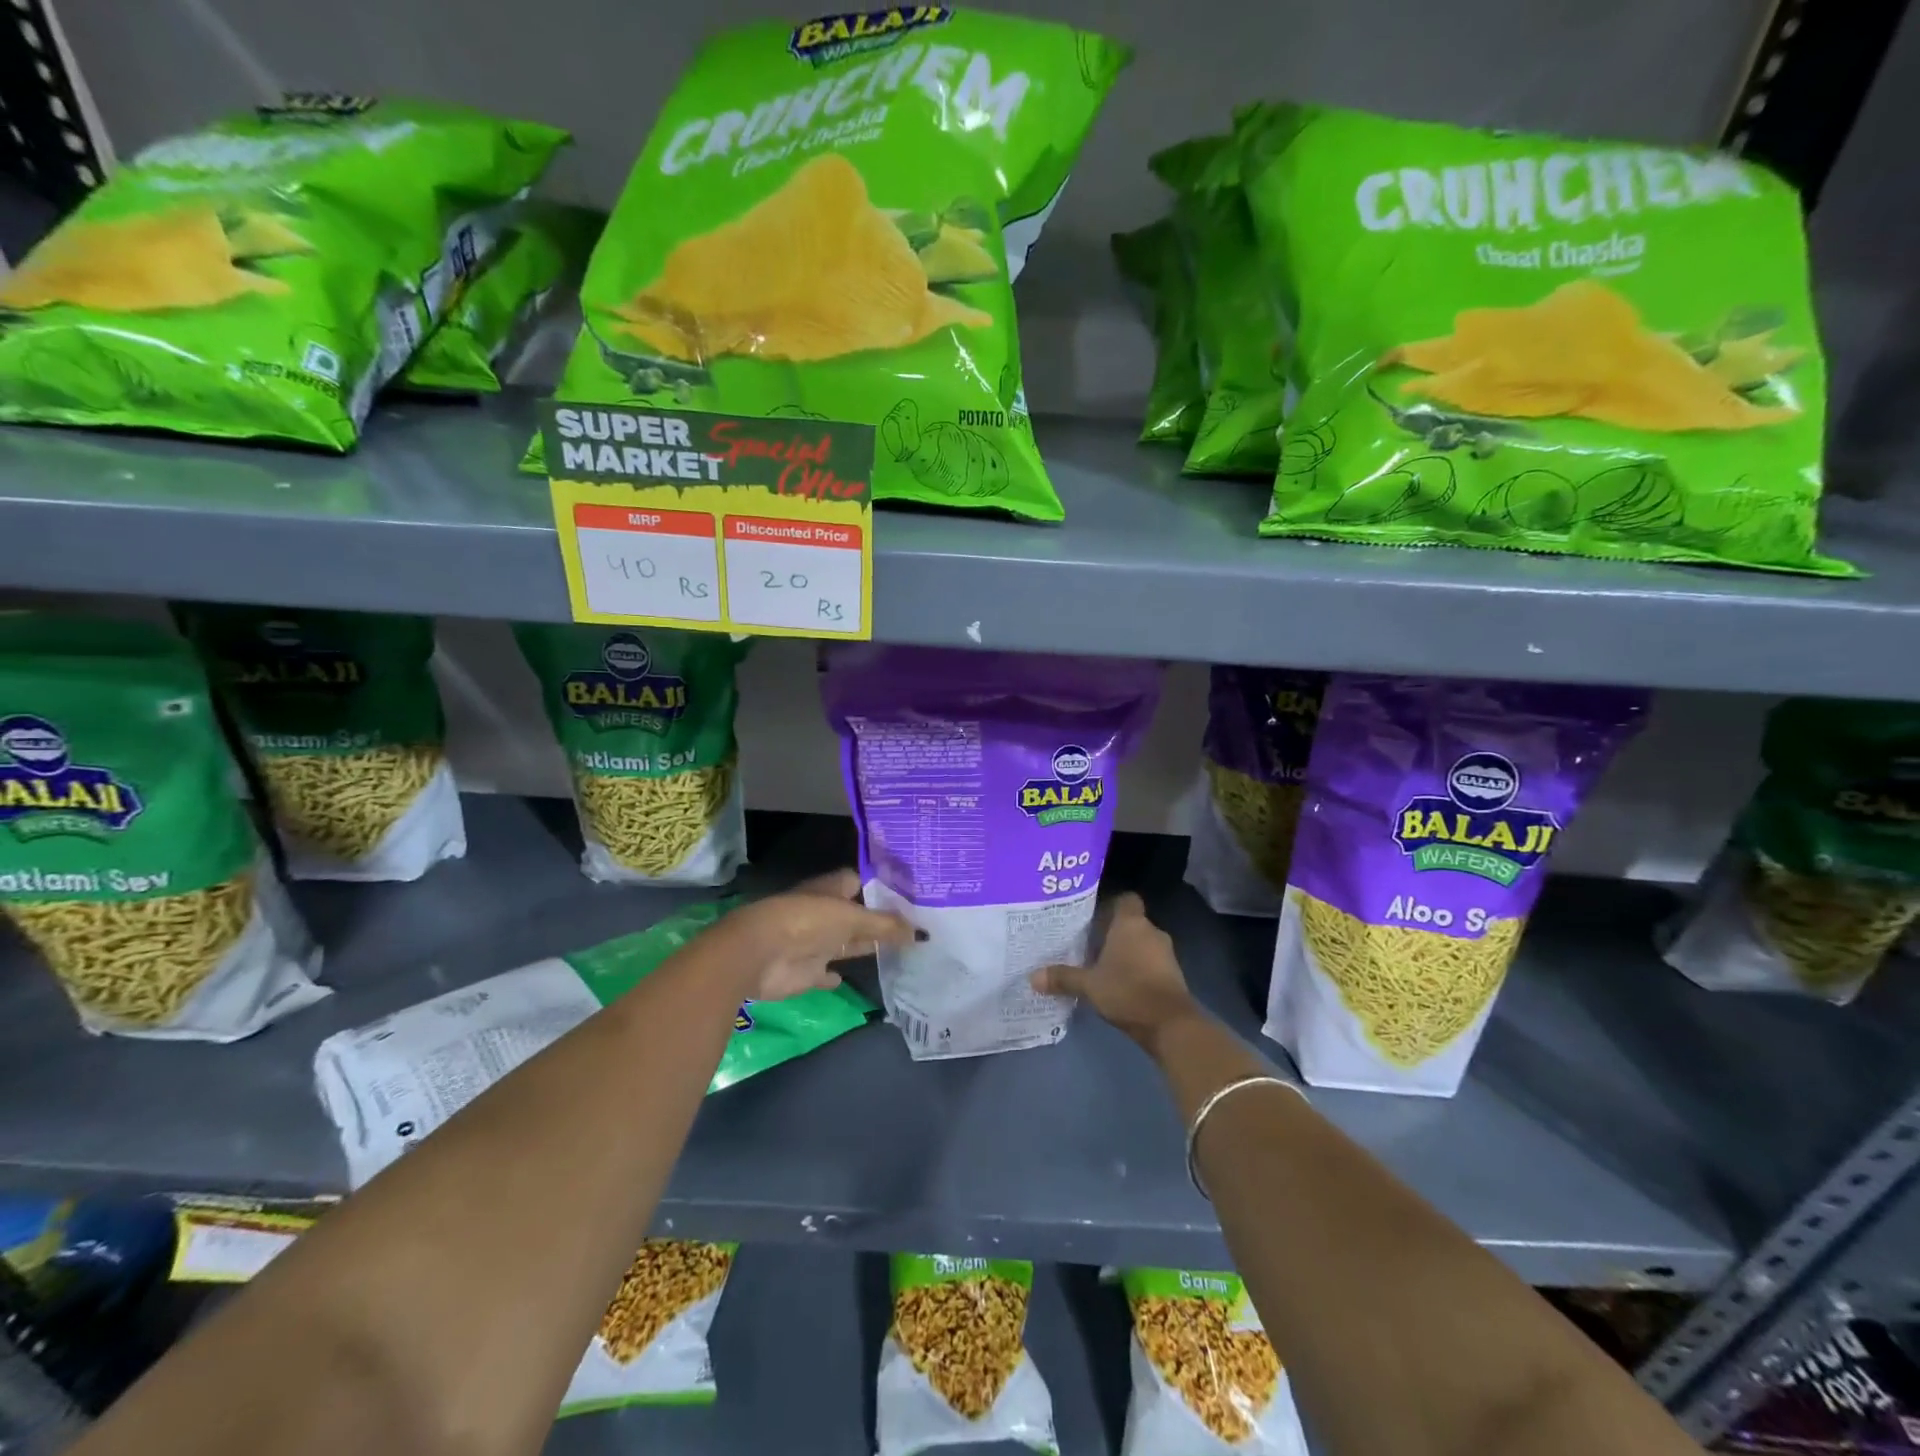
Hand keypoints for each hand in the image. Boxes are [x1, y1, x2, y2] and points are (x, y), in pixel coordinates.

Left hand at [726, 869, 918, 1001]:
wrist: (759, 953)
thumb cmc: (807, 922)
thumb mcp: (852, 918)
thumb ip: (886, 926)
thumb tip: (922, 932)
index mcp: (832, 890)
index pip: (861, 882)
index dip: (883, 888)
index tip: (911, 895)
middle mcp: (825, 913)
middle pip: (857, 916)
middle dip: (880, 920)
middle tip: (915, 926)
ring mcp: (815, 942)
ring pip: (845, 943)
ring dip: (863, 946)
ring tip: (898, 951)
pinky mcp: (806, 971)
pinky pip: (825, 973)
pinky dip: (834, 976)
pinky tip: (848, 978)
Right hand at [1030, 893, 1200, 1051]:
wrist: (1170, 1024)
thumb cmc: (1127, 991)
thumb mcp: (1089, 985)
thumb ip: (1063, 978)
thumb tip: (1033, 977)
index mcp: (1131, 924)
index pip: (1126, 899)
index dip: (1111, 905)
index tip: (1093, 917)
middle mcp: (1151, 932)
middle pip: (1131, 923)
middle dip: (1113, 933)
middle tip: (1089, 943)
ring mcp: (1166, 953)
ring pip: (1141, 944)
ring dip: (1126, 953)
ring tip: (1101, 966)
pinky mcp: (1173, 975)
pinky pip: (1151, 962)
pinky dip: (1138, 969)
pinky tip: (1120, 984)